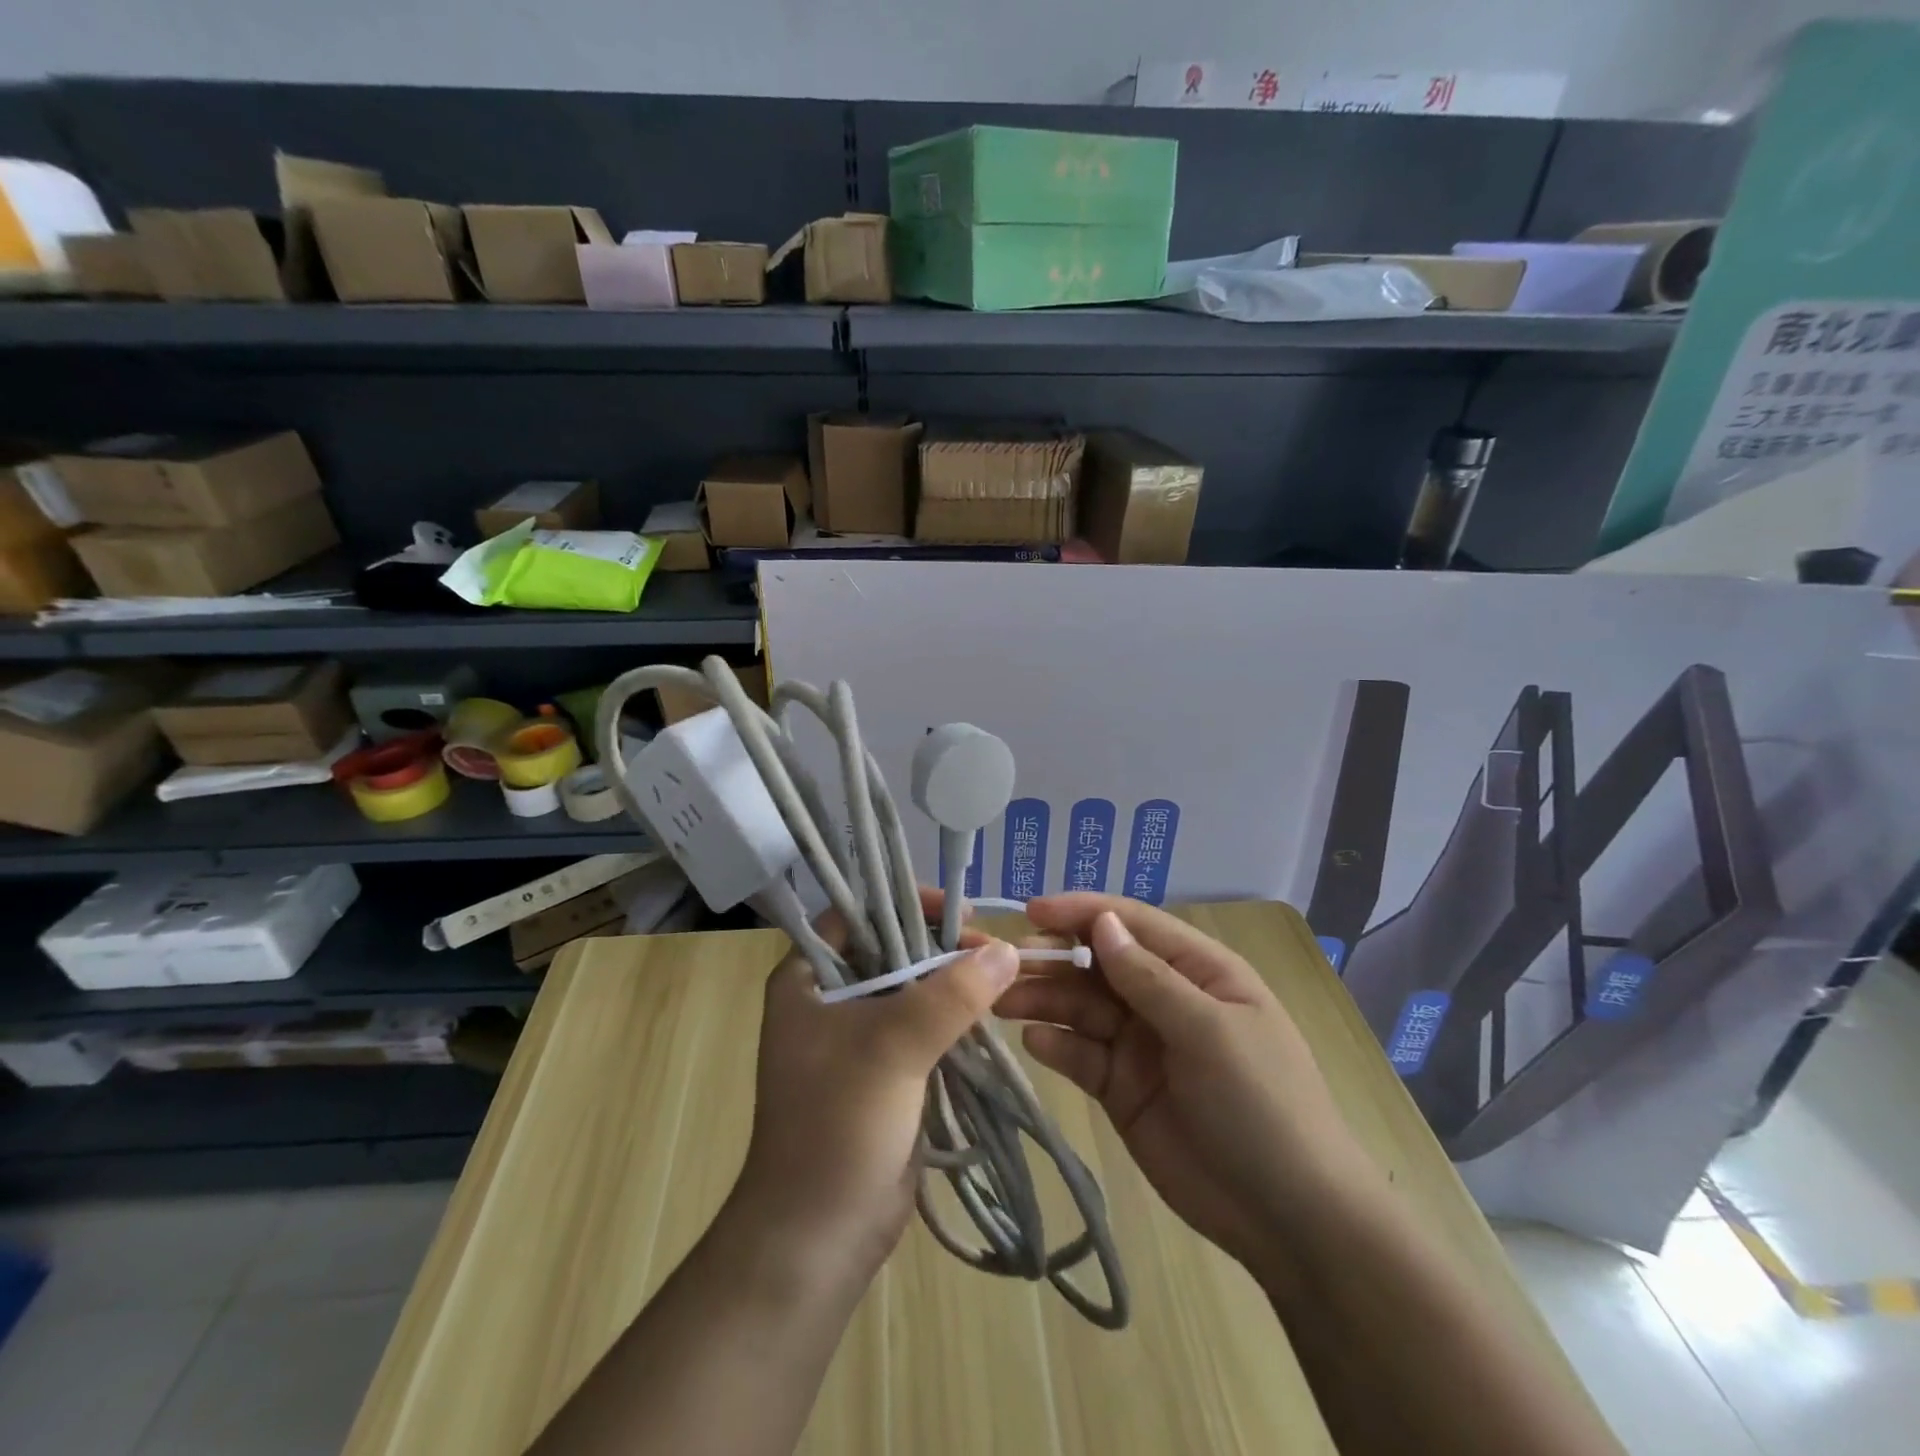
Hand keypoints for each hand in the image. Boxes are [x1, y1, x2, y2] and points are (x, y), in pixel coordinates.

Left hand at [729, 891, 1019, 1282]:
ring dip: (952, 983)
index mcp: (806, 979)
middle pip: (890, 949)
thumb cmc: (837, 1125)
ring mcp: (857, 1037)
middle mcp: (828, 999)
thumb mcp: (892, 1048)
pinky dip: (954, 1018)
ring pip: (912, 989)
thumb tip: (1007, 950)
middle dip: (939, 946)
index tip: (957, 911)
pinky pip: (924, 1027)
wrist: (818, 1236)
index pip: (855, 914)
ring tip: (1001, 977)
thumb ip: (950, 994)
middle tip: (992, 948)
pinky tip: (990, 1013)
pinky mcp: (885, 1071)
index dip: (903, 903)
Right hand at [997, 894, 1372, 1276]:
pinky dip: (1055, 1044)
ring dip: (1042, 998)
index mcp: (1198, 971)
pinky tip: (1034, 1042)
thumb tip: (1102, 922)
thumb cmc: (1261, 1106)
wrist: (1289, 1219)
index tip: (1031, 911)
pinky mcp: (1120, 1087)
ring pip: (1081, 1007)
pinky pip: (1080, 1054)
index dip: (1082, 912)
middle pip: (1097, 964)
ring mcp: (1140, 1043)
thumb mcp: (1211, 1032)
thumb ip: (1150, 978)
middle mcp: (1164, 998)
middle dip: (1051, 958)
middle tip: (1002, 965)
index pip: (1132, 925)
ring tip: (1001, 1001)